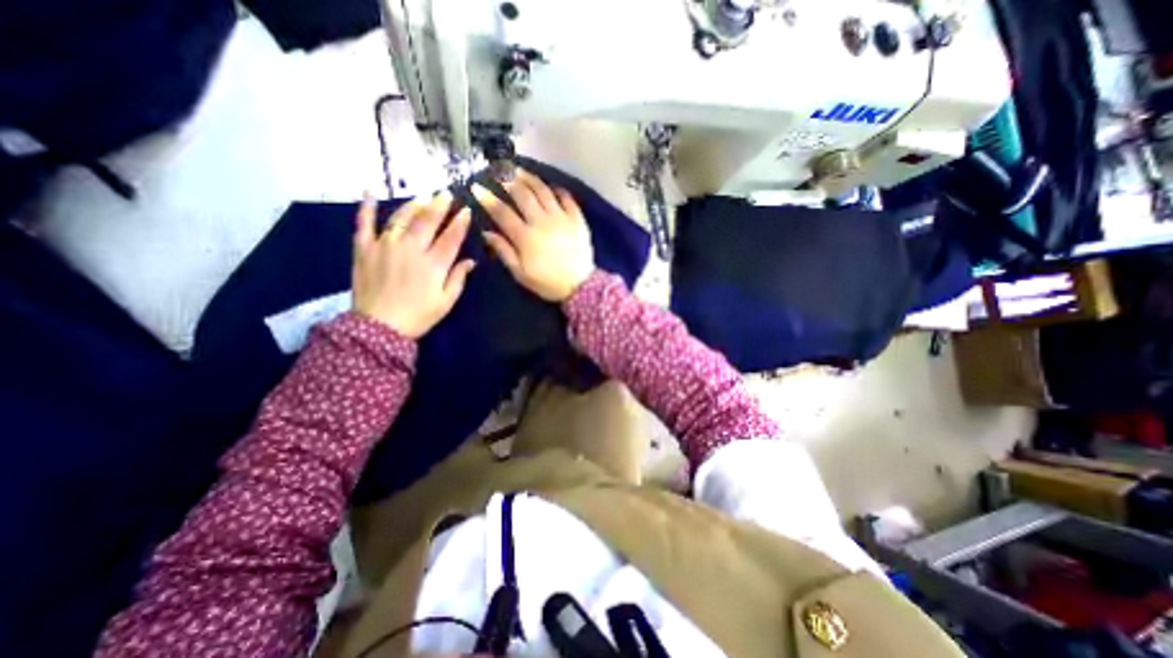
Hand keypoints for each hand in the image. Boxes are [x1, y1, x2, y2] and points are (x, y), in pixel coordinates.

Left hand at [349, 189, 473, 337]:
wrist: (379, 327)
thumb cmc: (418, 316)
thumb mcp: (446, 302)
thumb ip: (458, 278)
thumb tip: (471, 261)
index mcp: (433, 264)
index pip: (451, 237)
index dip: (460, 222)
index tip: (466, 210)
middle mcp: (411, 249)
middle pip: (427, 221)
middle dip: (439, 206)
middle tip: (446, 194)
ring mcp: (385, 246)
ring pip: (401, 218)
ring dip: (413, 205)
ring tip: (423, 197)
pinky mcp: (364, 248)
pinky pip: (363, 223)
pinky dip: (366, 206)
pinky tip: (370, 191)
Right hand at [470, 170, 595, 302]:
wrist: (580, 286)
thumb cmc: (547, 283)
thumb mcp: (521, 274)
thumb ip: (504, 252)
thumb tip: (486, 232)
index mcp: (525, 237)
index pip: (502, 212)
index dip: (487, 198)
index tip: (477, 187)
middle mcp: (542, 222)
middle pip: (522, 194)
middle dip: (507, 180)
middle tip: (498, 171)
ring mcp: (561, 218)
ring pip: (543, 191)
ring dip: (529, 178)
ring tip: (519, 170)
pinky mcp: (577, 218)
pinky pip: (566, 197)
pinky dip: (556, 189)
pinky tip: (549, 186)